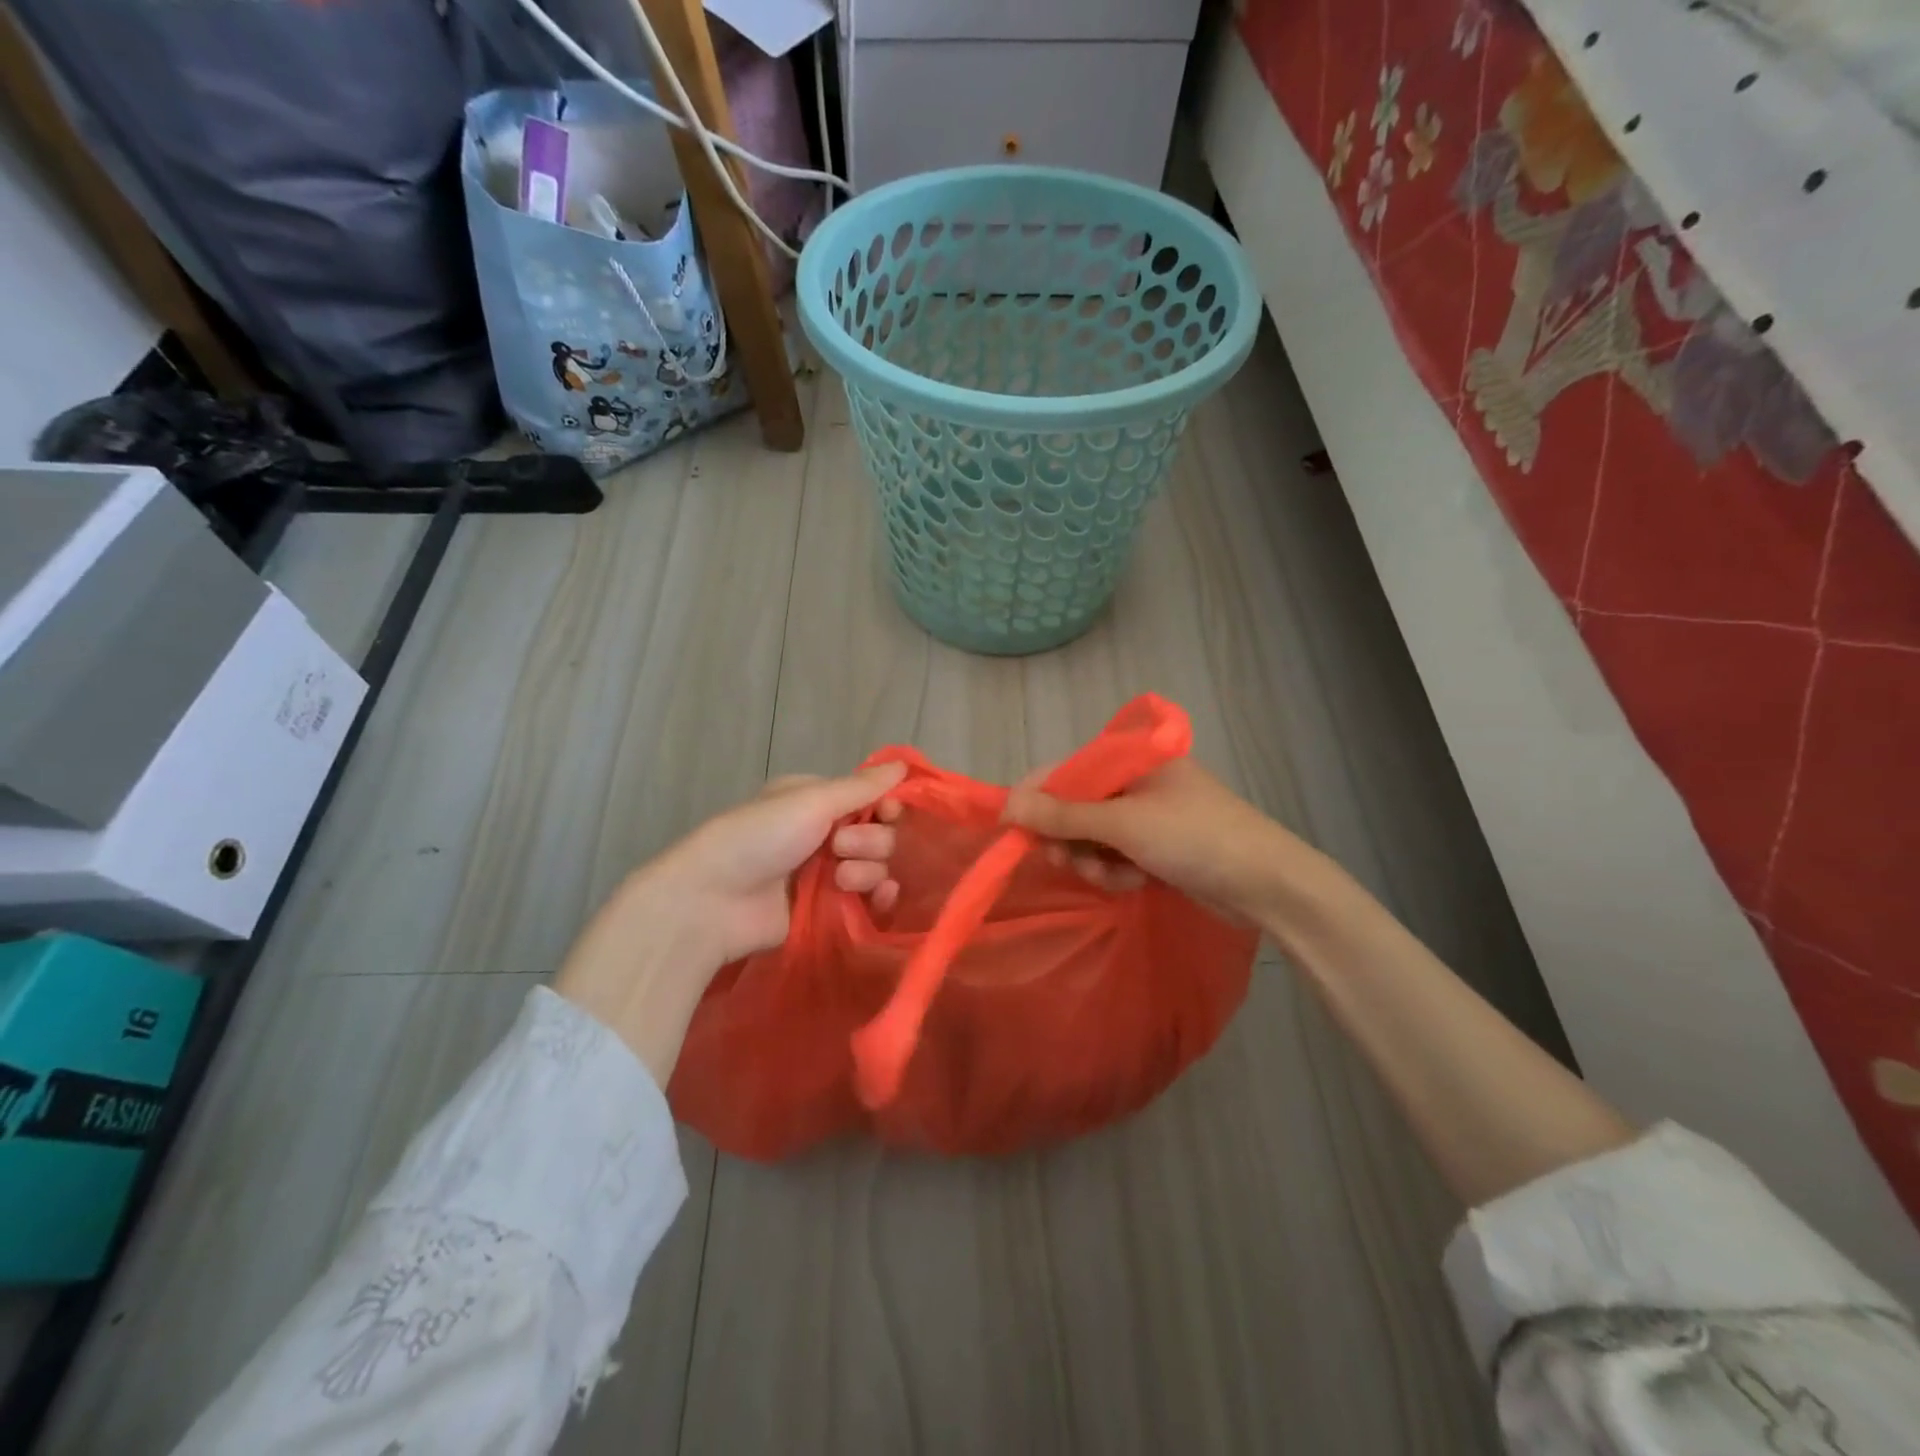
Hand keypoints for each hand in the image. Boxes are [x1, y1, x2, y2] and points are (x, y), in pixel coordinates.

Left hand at [556, 761, 904, 1084]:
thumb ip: (862, 787)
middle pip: (878, 833)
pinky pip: (868, 900)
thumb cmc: (759, 838)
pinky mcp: (826, 910)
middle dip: (870, 840)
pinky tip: (877, 899)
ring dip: (867, 870)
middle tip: (841, 847)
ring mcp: (824, 874)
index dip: (887, 806)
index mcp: (815, 800)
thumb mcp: (811, 800)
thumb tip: (904, 765)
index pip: (871, 799)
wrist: (713, 902)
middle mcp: (823, 833)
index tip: (889, 813)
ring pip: (876, 867)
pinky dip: (877, 898)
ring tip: (839, 879)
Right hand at [1003, 757, 1318, 922]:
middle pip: (1074, 806)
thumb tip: (1009, 803)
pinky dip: (1117, 871)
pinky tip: (1136, 882)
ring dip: (1094, 860)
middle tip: (1070, 860)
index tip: (1011, 829)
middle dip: (1070, 837)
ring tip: (1117, 876)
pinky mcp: (1156, 846)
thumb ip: (1063, 814)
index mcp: (1131, 758)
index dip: (1034, 798)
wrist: (1266, 884)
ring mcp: (1147, 815)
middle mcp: (1135, 781)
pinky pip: (1114, 855)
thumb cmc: (1194, 838)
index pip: (1065, 770)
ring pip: (1091, 836)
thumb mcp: (1123, 824)